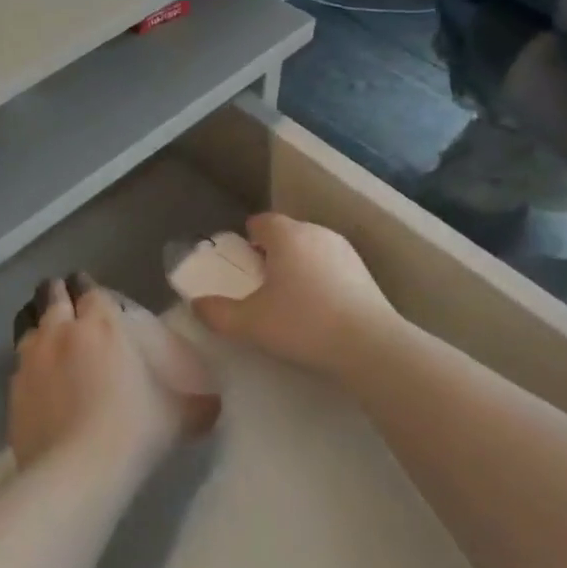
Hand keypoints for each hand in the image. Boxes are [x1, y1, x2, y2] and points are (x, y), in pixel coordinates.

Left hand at [8, 276, 218, 470]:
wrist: (75, 472)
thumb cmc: (132, 431)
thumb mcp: (176, 417)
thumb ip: (197, 406)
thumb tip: (217, 406)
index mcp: (102, 324)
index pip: (90, 289)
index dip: (89, 288)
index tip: (92, 295)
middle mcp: (62, 330)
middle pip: (53, 295)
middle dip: (58, 294)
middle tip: (67, 304)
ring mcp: (32, 357)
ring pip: (28, 323)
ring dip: (38, 323)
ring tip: (47, 335)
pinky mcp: (12, 388)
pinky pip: (18, 363)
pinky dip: (27, 364)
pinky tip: (36, 380)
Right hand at [190, 214, 401, 378]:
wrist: (370, 345)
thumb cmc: (303, 324)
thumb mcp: (251, 324)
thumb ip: (217, 313)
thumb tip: (196, 305)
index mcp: (286, 235)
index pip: (261, 221)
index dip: (247, 239)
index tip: (241, 263)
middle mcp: (315, 232)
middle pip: (286, 233)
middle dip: (271, 252)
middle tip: (261, 284)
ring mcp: (344, 249)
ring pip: (310, 248)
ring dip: (297, 264)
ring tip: (290, 297)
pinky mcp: (364, 271)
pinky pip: (331, 264)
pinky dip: (321, 277)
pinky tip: (319, 307)